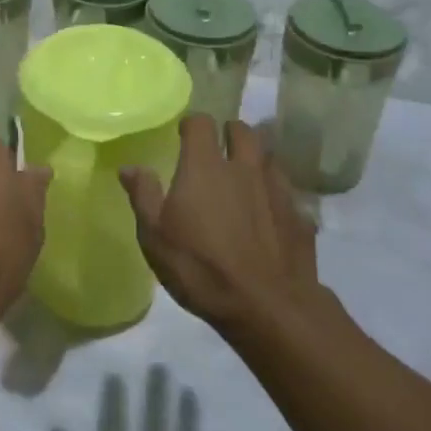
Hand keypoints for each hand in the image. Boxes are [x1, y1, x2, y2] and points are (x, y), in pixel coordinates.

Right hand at [120, 117, 321, 335]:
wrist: (269, 307)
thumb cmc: (201, 268)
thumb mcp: (156, 237)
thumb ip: (143, 196)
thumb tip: (130, 167)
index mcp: (205, 166)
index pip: (201, 123)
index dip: (192, 125)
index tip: (184, 136)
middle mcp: (243, 167)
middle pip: (243, 130)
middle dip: (231, 133)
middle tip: (219, 149)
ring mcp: (276, 190)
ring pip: (269, 157)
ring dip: (257, 160)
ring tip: (246, 177)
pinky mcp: (300, 216)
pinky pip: (288, 193)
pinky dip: (277, 196)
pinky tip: (270, 215)